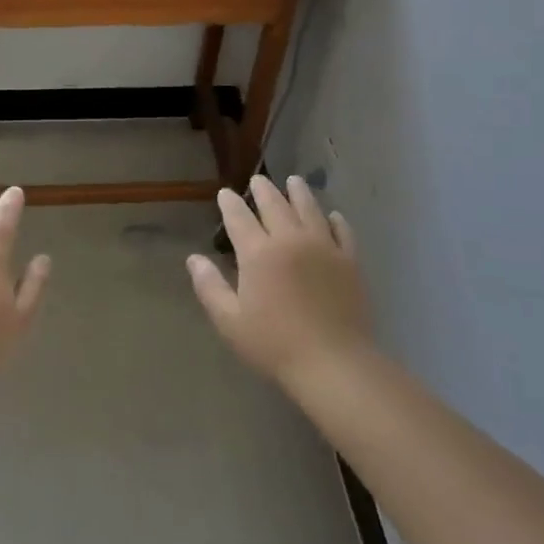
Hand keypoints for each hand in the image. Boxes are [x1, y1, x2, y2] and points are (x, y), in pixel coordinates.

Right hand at [187, 175, 373, 391]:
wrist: (334, 363)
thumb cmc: (274, 344)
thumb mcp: (230, 321)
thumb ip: (209, 286)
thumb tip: (194, 258)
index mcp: (258, 253)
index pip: (239, 218)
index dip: (230, 203)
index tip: (224, 193)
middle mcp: (290, 240)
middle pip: (275, 205)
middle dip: (263, 190)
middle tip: (258, 180)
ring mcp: (323, 247)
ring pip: (309, 209)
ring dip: (299, 193)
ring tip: (294, 181)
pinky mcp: (349, 261)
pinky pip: (342, 232)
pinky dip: (336, 220)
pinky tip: (333, 216)